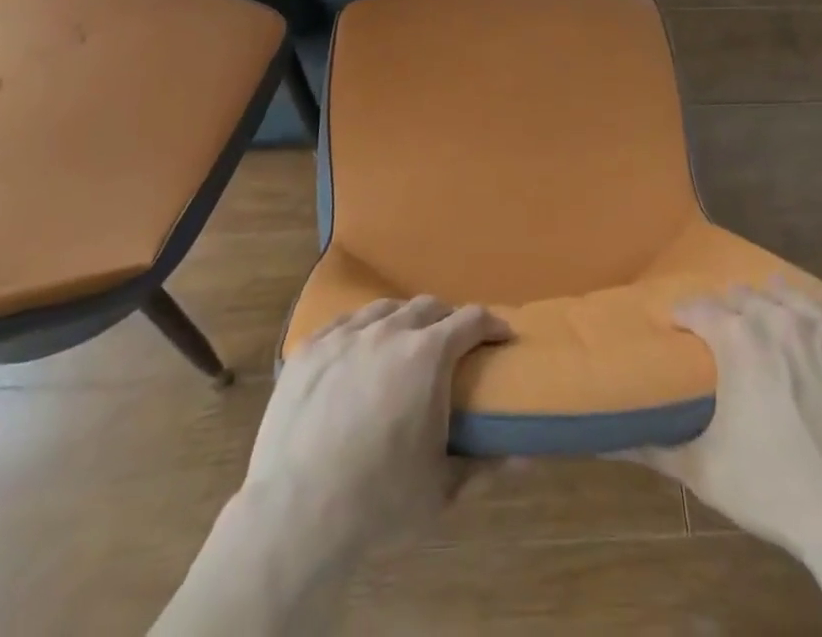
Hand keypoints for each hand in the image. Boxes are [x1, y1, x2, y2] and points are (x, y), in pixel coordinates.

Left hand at [244, 295, 512, 560]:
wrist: (296, 515)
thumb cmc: (379, 502)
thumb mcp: (442, 489)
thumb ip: (485, 466)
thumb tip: (525, 457)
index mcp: (428, 355)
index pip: (471, 320)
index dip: (492, 324)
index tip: (501, 336)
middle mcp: (389, 331)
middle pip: (428, 306)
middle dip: (447, 319)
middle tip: (453, 344)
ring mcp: (345, 335)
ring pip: (384, 308)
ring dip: (403, 320)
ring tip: (404, 343)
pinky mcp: (309, 349)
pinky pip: (343, 323)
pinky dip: (361, 330)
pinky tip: (358, 349)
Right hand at [628, 280, 821, 558]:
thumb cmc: (776, 489)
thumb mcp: (705, 471)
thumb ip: (655, 450)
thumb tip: (608, 442)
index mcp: (735, 338)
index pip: (698, 308)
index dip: (683, 315)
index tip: (677, 326)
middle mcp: (777, 318)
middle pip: (742, 295)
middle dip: (725, 308)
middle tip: (721, 330)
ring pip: (789, 292)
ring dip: (771, 299)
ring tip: (765, 313)